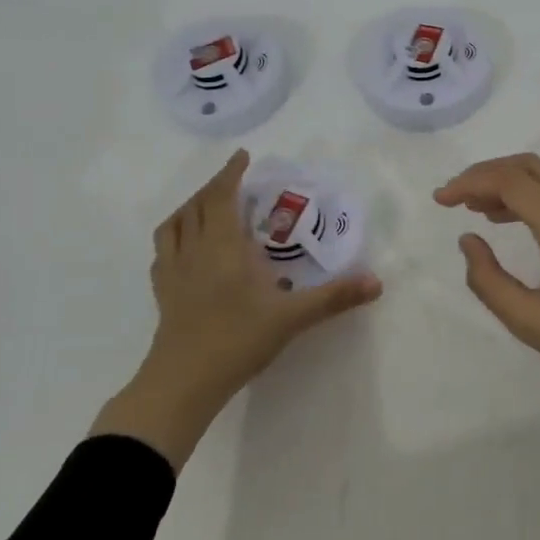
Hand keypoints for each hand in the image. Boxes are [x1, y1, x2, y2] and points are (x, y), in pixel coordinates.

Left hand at [93, 149, 382, 468]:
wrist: (183, 382)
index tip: (243, 156)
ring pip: (174, 224)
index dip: (231, 173)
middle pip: (197, 204)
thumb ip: (334, 297)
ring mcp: (173, 271)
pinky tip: (186, 249)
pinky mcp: (162, 292)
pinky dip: (174, 237)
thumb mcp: (293, 317)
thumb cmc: (238, 339)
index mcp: (223, 245)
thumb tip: (376, 282)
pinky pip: (163, 251)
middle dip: (215, 186)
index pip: (222, 195)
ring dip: (190, 207)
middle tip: (234, 181)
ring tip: (206, 207)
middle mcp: (194, 249)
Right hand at [435, 152, 539, 483]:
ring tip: (470, 206)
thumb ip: (488, 281)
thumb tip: (467, 240)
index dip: (470, 182)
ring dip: (505, 181)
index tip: (440, 201)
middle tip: (453, 198)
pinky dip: (524, 194)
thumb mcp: (530, 323)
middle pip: (527, 166)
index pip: (511, 182)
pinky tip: (503, 219)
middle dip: (485, 173)